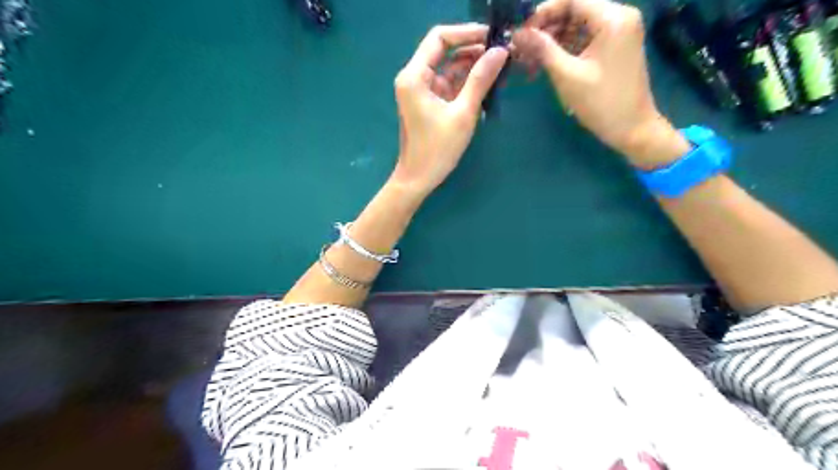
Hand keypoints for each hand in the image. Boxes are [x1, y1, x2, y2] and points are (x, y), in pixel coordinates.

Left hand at [390, 21, 506, 195]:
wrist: (418, 179)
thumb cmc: (437, 149)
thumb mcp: (462, 113)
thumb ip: (480, 80)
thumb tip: (501, 51)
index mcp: (415, 76)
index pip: (440, 39)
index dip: (466, 33)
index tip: (493, 37)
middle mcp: (415, 78)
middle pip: (445, 51)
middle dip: (473, 50)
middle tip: (502, 53)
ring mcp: (422, 91)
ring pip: (450, 68)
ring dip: (473, 67)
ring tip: (500, 68)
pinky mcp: (430, 103)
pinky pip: (450, 85)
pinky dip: (467, 84)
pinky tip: (488, 85)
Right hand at [511, 0, 687, 165]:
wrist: (632, 129)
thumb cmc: (600, 103)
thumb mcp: (567, 75)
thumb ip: (542, 49)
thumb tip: (517, 33)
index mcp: (613, 18)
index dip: (543, 11)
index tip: (521, 31)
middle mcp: (619, 17)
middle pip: (574, 10)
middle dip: (546, 28)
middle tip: (522, 49)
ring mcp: (618, 32)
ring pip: (577, 26)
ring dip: (552, 41)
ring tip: (529, 60)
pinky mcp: (614, 47)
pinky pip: (585, 39)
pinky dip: (565, 49)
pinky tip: (545, 63)